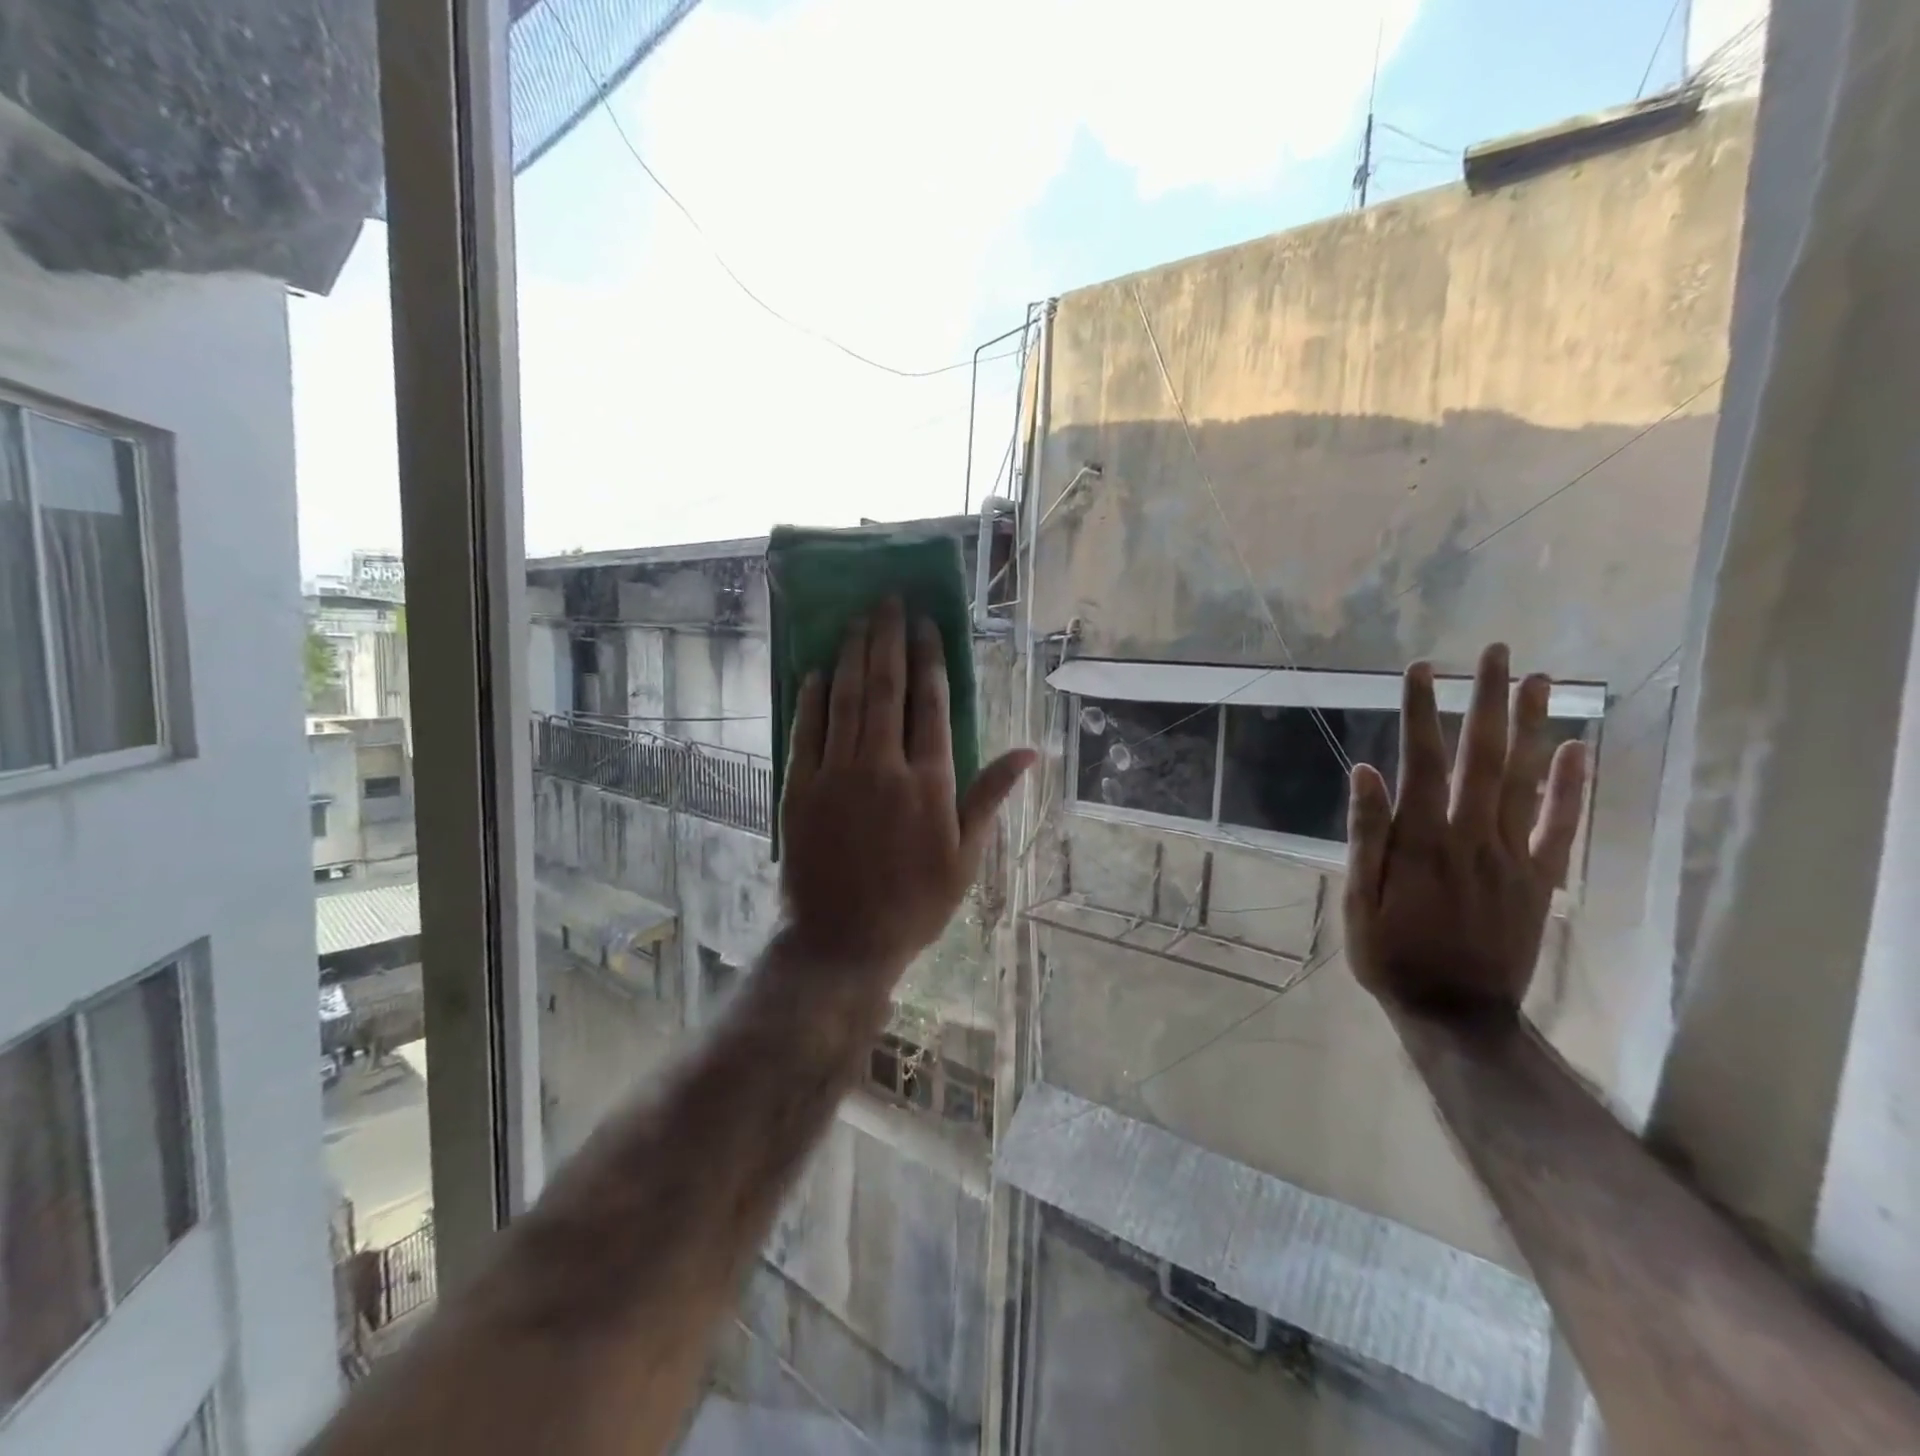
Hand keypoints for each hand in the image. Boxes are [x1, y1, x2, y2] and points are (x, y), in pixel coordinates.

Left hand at [779, 598, 1034, 979]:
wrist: (843, 941)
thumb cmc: (915, 902)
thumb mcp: (967, 856)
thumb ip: (991, 796)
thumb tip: (1029, 751)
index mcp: (928, 782)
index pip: (930, 704)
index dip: (928, 658)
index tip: (925, 623)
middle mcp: (882, 766)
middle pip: (886, 688)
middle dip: (887, 639)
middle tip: (887, 600)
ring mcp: (836, 774)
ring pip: (845, 699)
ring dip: (852, 655)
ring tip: (857, 619)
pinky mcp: (800, 788)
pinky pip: (806, 730)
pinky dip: (812, 697)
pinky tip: (817, 670)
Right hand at [1344, 642, 1588, 1012]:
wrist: (1456, 1012)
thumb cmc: (1390, 954)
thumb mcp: (1356, 899)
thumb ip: (1365, 834)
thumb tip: (1365, 771)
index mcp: (1419, 840)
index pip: (1421, 761)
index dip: (1419, 711)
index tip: (1419, 669)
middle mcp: (1470, 836)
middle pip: (1483, 756)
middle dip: (1487, 700)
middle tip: (1496, 652)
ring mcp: (1512, 855)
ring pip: (1526, 780)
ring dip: (1533, 727)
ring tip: (1541, 680)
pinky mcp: (1539, 878)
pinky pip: (1560, 825)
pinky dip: (1571, 786)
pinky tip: (1577, 749)